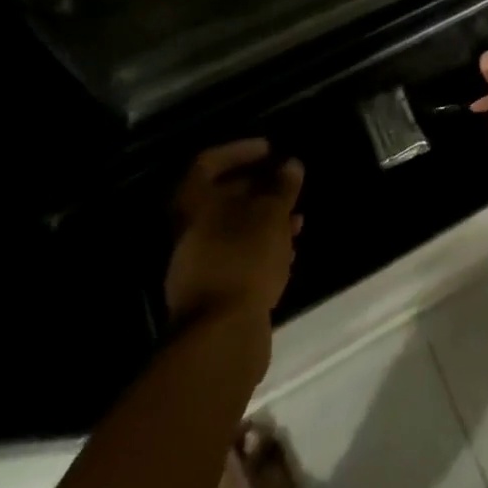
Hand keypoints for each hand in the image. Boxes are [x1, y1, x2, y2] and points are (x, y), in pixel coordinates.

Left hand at [164, 140, 304, 332]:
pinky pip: (238, 258)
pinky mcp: (213, 292)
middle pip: (222, 197)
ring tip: (298, 221)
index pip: (209, 162)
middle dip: (259, 189)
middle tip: (288, 186)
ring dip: (266, 221)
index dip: (239, 151)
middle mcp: (189, 230)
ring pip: (234, 230)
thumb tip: (291, 165)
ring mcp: (198, 264)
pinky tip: (288, 253)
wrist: (221, 337)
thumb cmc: (244, 258)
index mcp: (193, 203)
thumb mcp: (271, 215)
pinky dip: (261, 249)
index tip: (270, 151)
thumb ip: (282, 187)